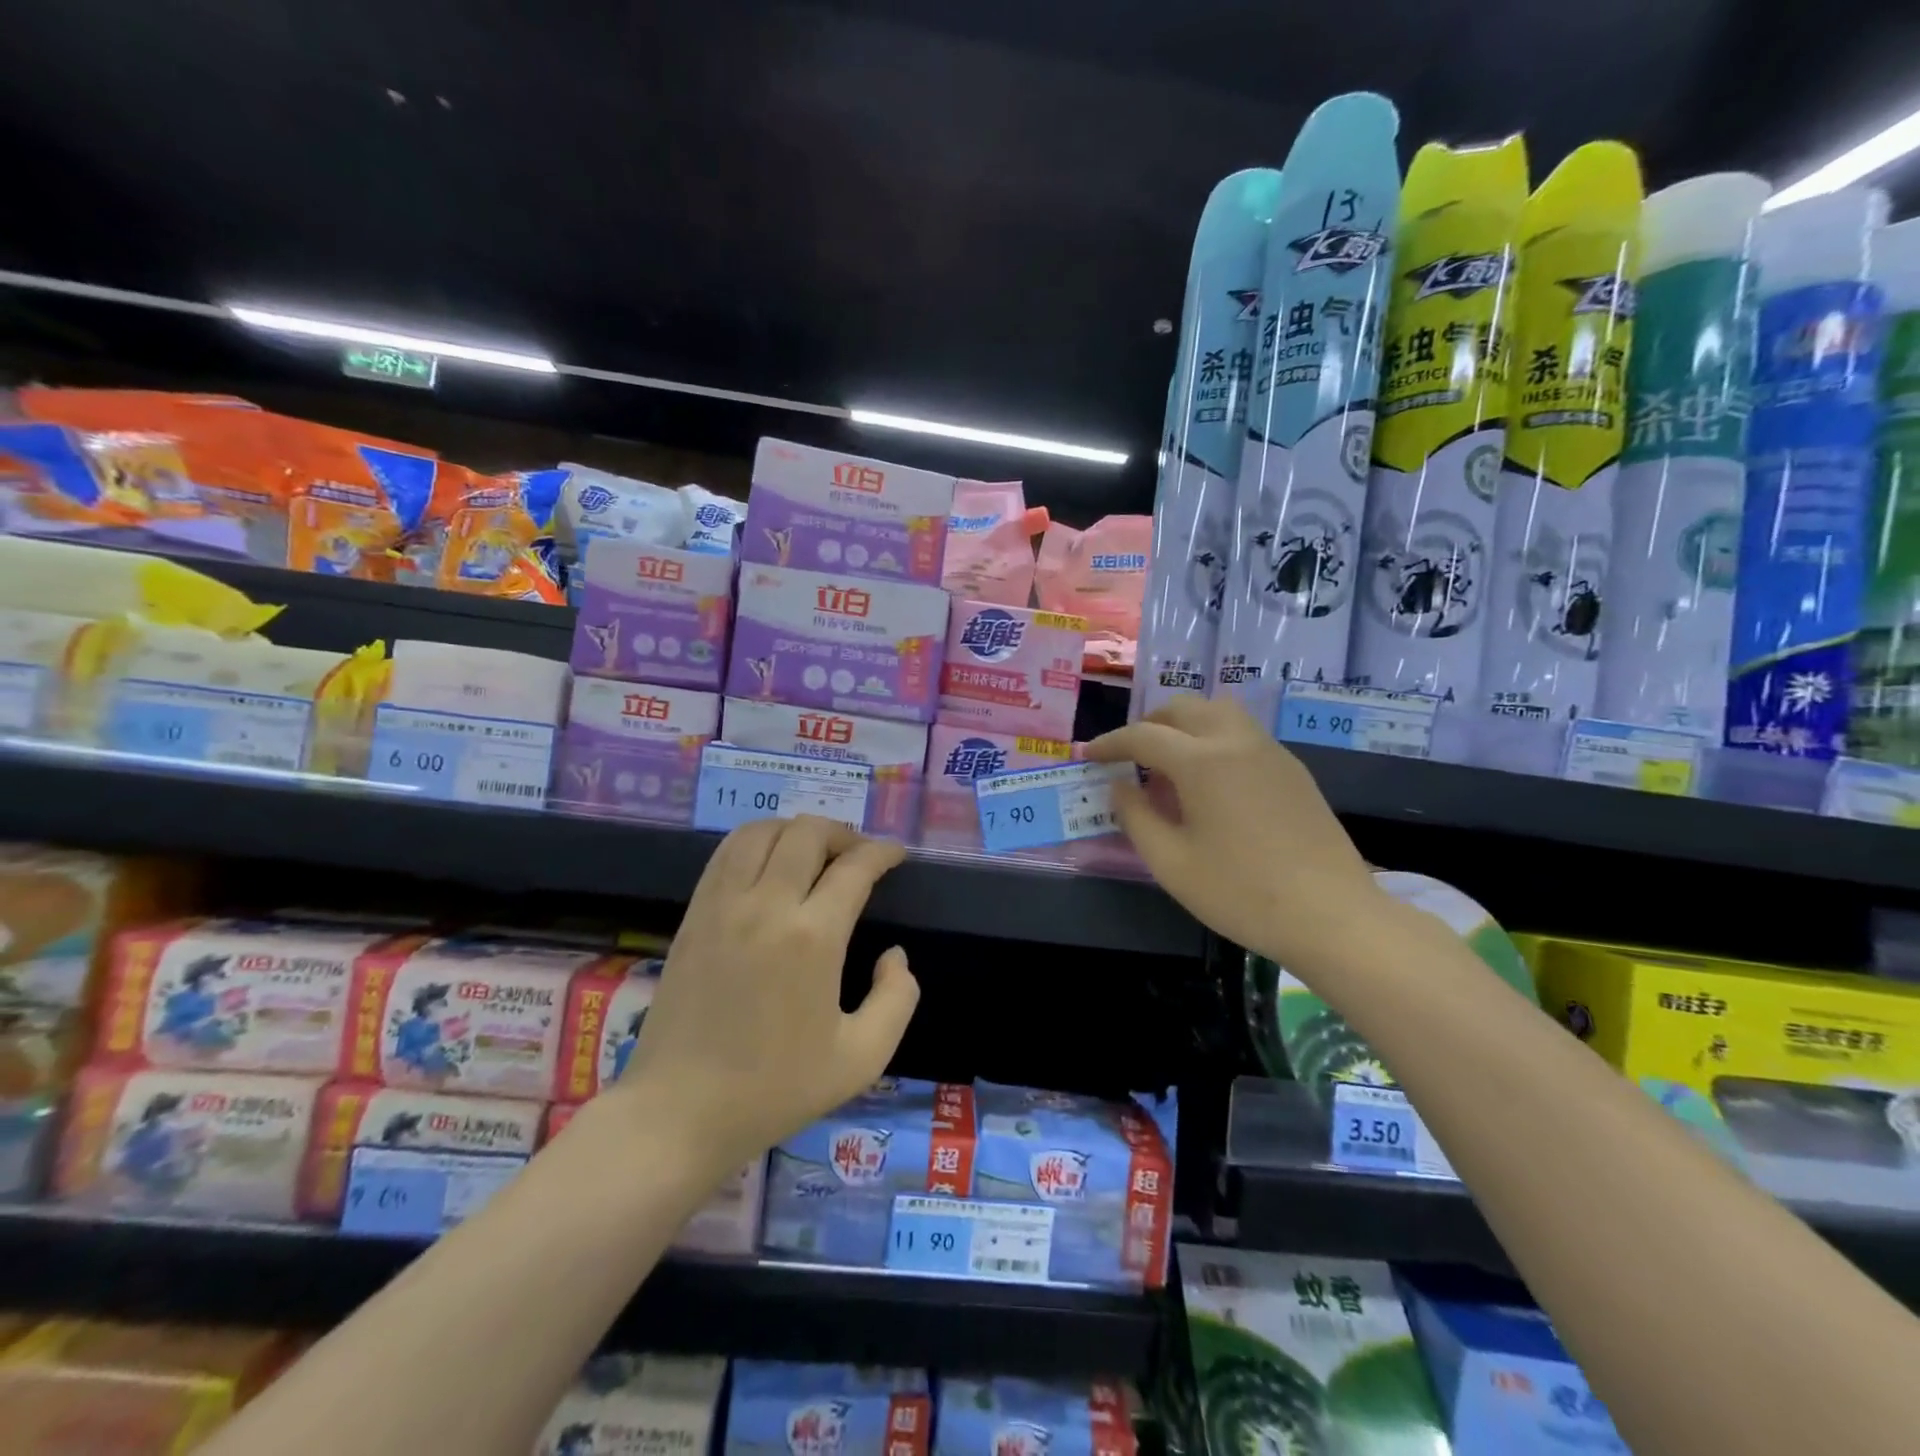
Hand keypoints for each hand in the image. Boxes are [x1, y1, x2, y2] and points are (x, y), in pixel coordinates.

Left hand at [612, 816, 919, 1170]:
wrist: (679, 1112)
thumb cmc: (775, 1090)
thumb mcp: (862, 1058)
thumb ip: (897, 998)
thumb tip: (894, 955)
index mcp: (813, 937)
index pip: (855, 867)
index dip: (882, 853)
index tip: (896, 855)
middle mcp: (767, 905)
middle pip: (808, 833)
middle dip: (843, 834)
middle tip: (858, 857)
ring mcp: (723, 905)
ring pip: (762, 831)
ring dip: (797, 831)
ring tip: (815, 854)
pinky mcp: (694, 914)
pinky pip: (727, 852)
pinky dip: (757, 841)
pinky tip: (770, 864)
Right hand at [1084, 696, 1378, 966]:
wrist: (1332, 915)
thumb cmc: (1241, 893)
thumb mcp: (1171, 863)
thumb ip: (1135, 817)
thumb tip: (1120, 786)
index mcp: (1202, 761)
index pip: (1143, 736)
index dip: (1110, 743)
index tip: (1088, 755)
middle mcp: (1236, 741)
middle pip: (1183, 709)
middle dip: (1148, 725)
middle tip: (1128, 756)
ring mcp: (1270, 752)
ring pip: (1218, 712)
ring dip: (1185, 724)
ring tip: (1169, 762)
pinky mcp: (1293, 770)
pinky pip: (1243, 734)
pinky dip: (1214, 739)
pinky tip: (1210, 781)